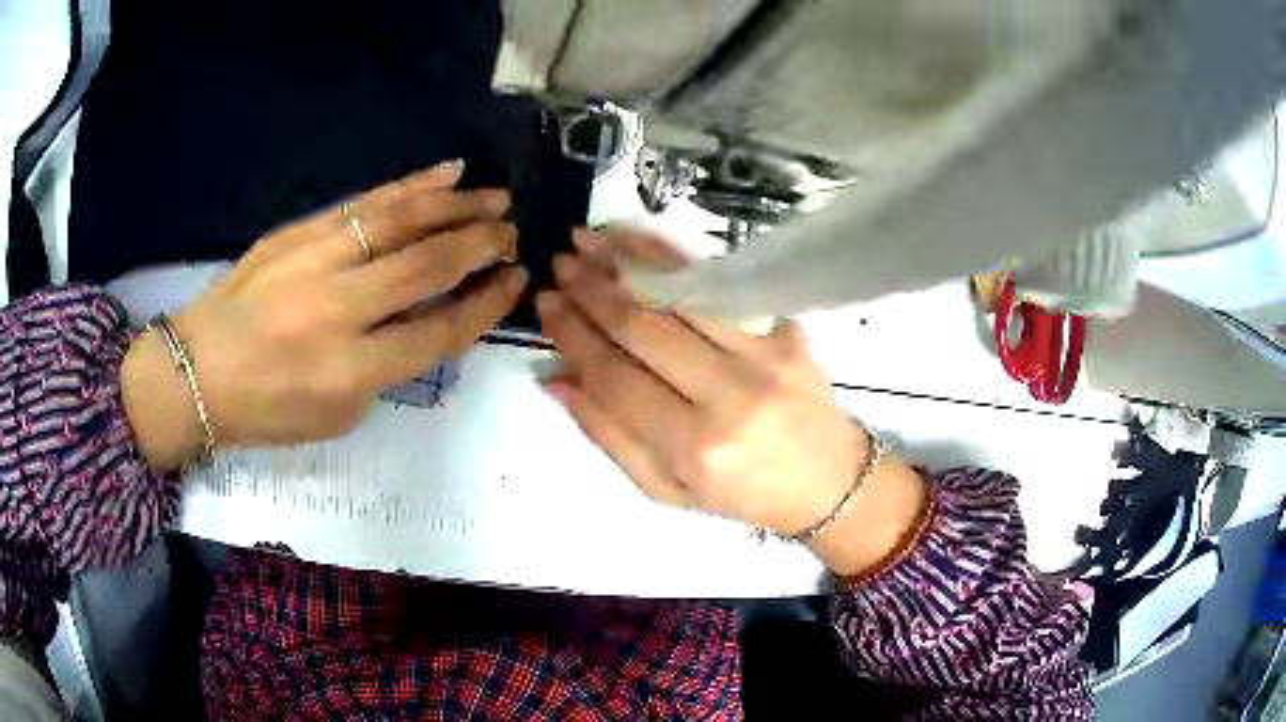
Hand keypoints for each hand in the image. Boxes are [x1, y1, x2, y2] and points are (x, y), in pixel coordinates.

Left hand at [123, 160, 528, 468]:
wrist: (197, 371)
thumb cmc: (267, 409)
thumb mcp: (337, 414)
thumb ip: (388, 368)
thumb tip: (426, 318)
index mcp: (351, 371)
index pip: (440, 329)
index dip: (486, 302)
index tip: (516, 280)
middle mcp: (339, 308)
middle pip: (427, 265)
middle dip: (481, 245)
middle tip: (513, 233)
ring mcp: (316, 260)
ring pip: (401, 221)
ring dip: (457, 206)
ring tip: (495, 198)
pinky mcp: (299, 231)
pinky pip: (366, 202)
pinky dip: (411, 185)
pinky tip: (446, 173)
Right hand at [537, 229, 927, 575]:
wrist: (830, 482)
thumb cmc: (742, 495)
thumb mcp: (666, 489)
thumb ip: (608, 434)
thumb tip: (555, 378)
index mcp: (694, 448)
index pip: (615, 377)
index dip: (573, 336)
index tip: (545, 305)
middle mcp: (730, 395)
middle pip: (644, 327)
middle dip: (592, 290)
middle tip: (560, 264)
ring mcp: (764, 355)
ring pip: (682, 294)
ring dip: (628, 260)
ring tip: (588, 239)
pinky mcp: (787, 329)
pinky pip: (721, 286)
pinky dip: (676, 260)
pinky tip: (642, 243)